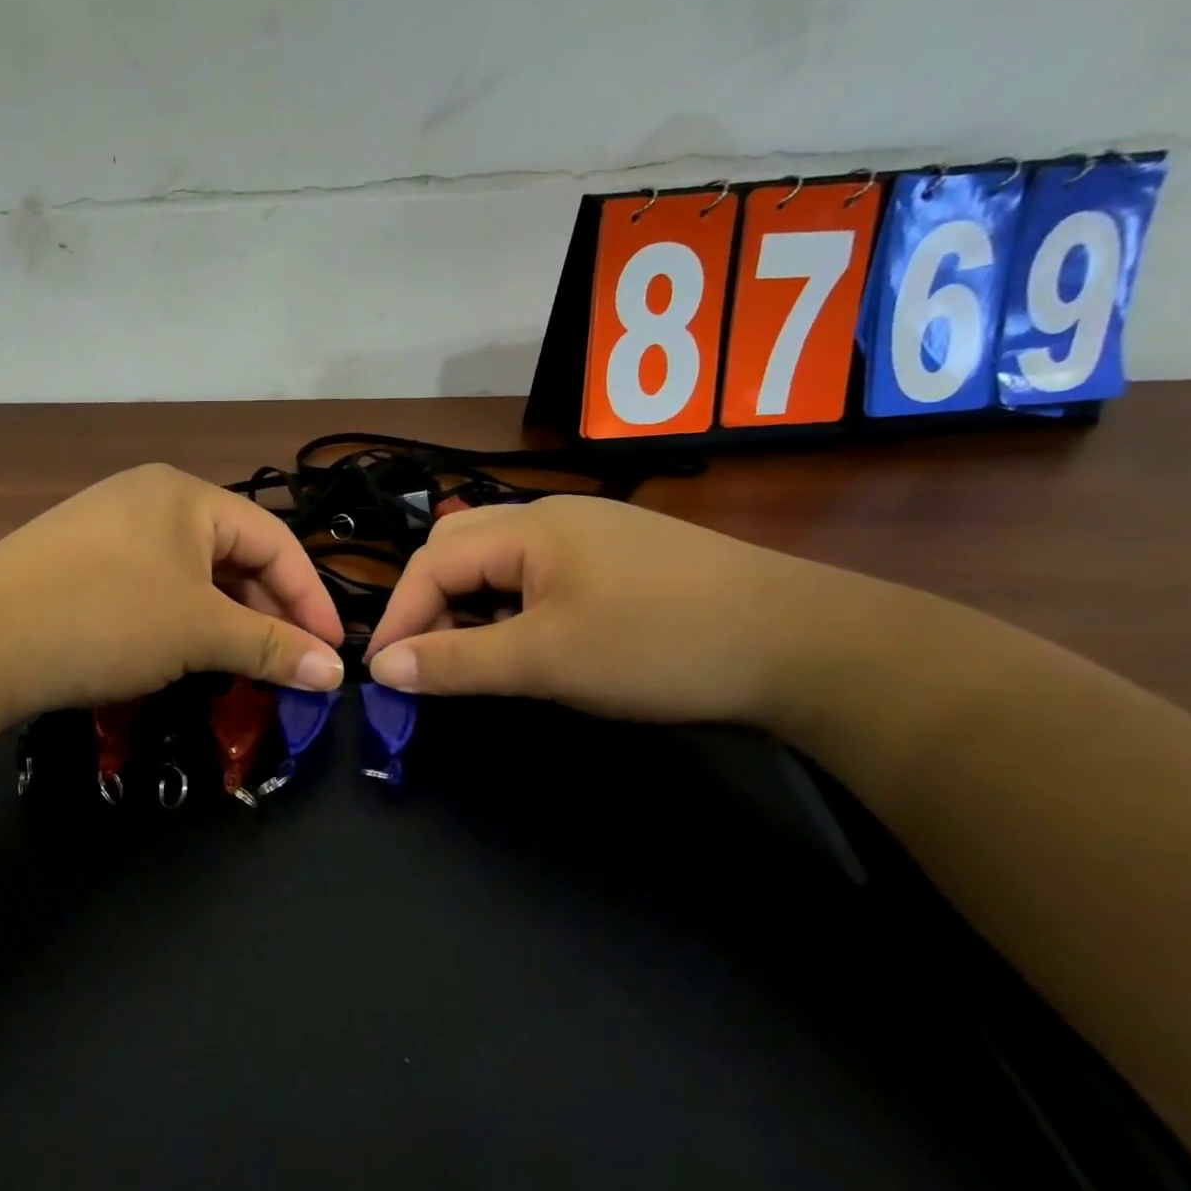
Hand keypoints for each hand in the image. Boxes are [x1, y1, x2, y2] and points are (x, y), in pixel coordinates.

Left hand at [0, 464, 345, 721]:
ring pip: (193, 574)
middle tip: (289, 665)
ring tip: (243, 664)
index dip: (310, 598)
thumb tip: (336, 674)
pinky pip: (154, 585)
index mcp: (187, 494)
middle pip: (234, 554)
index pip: (275, 541)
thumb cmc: (106, 619)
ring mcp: (109, 527)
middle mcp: (150, 498)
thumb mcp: (199, 632)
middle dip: (268, 611)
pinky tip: (184, 653)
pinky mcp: (80, 561)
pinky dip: (183, 619)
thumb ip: (272, 647)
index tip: (332, 653)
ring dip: (226, 619)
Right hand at [365, 495, 862, 724]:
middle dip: (432, 606)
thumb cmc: (661, 645)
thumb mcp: (547, 660)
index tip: (387, 673)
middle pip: (459, 552)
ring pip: (499, 565)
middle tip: (434, 663)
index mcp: (529, 527)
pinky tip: (534, 644)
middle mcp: (552, 517)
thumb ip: (457, 661)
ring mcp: (590, 535)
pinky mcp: (619, 560)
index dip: (400, 616)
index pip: (432, 562)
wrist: (806, 644)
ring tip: (481, 659)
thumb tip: (384, 668)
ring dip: (472, 610)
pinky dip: (513, 610)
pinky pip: (538, 576)